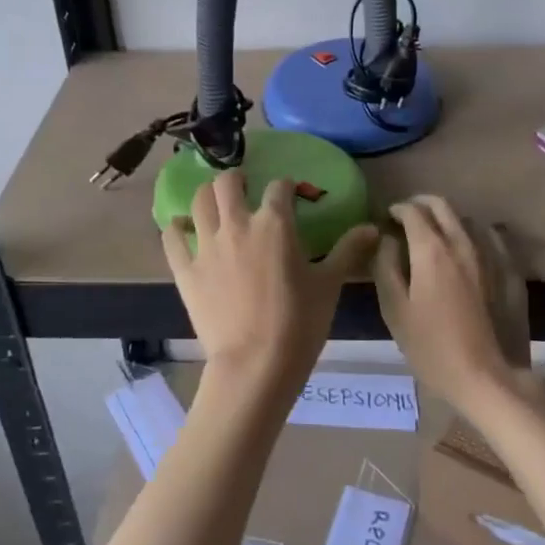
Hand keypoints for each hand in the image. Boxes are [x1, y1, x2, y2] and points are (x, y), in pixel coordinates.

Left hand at [163, 171, 379, 401]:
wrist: (255, 365)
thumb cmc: (299, 323)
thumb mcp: (330, 285)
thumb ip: (348, 250)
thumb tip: (372, 227)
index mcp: (275, 224)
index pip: (280, 187)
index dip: (287, 186)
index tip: (292, 194)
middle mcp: (237, 225)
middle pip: (228, 183)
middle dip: (237, 179)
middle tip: (245, 189)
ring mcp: (206, 246)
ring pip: (199, 201)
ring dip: (207, 195)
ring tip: (215, 203)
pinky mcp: (186, 270)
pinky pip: (172, 237)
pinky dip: (176, 227)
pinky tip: (181, 228)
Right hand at [375, 194, 539, 415]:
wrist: (491, 378)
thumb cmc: (433, 348)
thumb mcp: (394, 310)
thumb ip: (386, 267)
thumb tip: (386, 239)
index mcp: (431, 250)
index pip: (412, 211)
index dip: (396, 209)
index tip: (387, 218)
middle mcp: (464, 243)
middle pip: (443, 206)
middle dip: (421, 204)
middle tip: (408, 218)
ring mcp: (493, 256)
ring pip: (468, 220)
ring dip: (448, 220)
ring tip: (437, 237)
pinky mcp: (512, 272)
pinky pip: (493, 239)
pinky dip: (476, 236)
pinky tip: (471, 252)